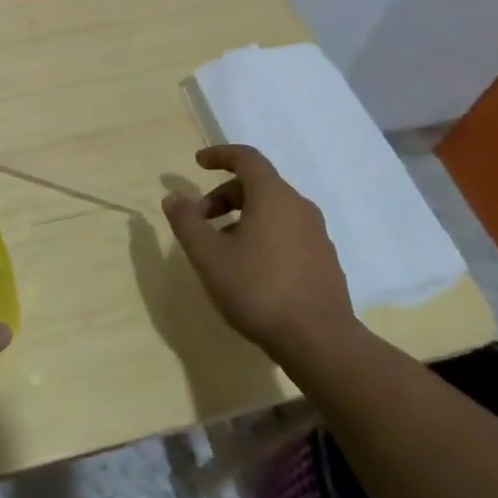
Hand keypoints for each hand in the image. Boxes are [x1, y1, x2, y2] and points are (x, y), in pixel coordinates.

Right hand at [160, 144, 358, 361]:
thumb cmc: (258, 290)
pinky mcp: (324, 261)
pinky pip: (287, 232)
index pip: (247, 158)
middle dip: (223, 195)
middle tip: (200, 219)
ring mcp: (317, 235)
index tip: (198, 163)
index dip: (220, 155)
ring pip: (273, 210)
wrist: (320, 343)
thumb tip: (173, 197)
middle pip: (258, 185)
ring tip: (221, 248)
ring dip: (242, 217)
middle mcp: (299, 207)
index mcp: (273, 197)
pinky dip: (262, 235)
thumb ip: (187, 222)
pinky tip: (249, 268)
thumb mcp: (208, 256)